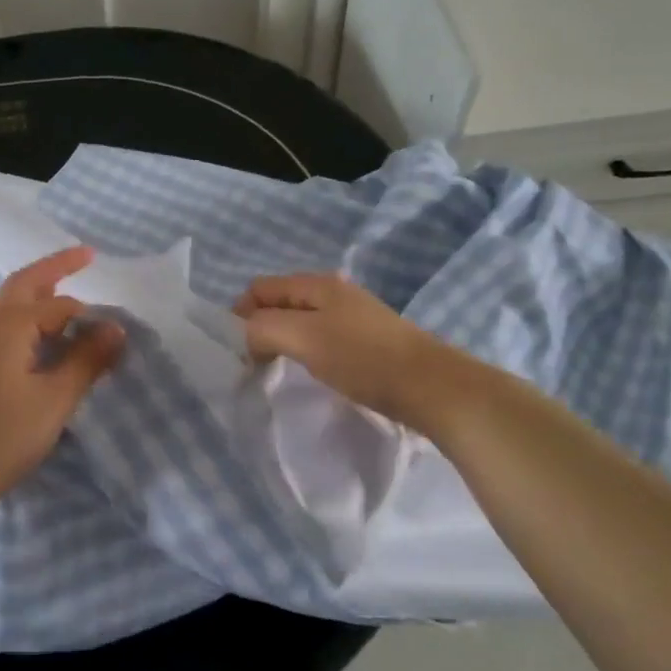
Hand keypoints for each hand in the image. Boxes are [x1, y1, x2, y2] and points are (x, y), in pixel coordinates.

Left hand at [0, 246, 123, 514]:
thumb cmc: (5, 434)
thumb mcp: (56, 398)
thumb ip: (87, 360)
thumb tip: (116, 328)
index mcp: (11, 323)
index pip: (59, 305)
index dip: (91, 316)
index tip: (118, 333)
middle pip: (22, 283)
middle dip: (54, 268)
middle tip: (84, 257)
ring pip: (4, 301)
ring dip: (31, 289)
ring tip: (54, 291)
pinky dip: (18, 312)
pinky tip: (29, 335)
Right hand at [235, 272, 480, 431]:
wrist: (432, 387)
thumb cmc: (363, 358)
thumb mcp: (305, 338)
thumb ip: (264, 328)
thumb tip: (245, 333)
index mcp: (317, 284)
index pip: (260, 287)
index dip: (240, 313)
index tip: (239, 350)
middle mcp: (333, 292)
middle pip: (280, 302)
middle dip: (260, 327)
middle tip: (254, 362)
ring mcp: (353, 316)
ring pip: (300, 321)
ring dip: (283, 341)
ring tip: (279, 370)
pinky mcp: (367, 341)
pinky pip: (321, 338)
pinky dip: (306, 352)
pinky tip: (314, 372)